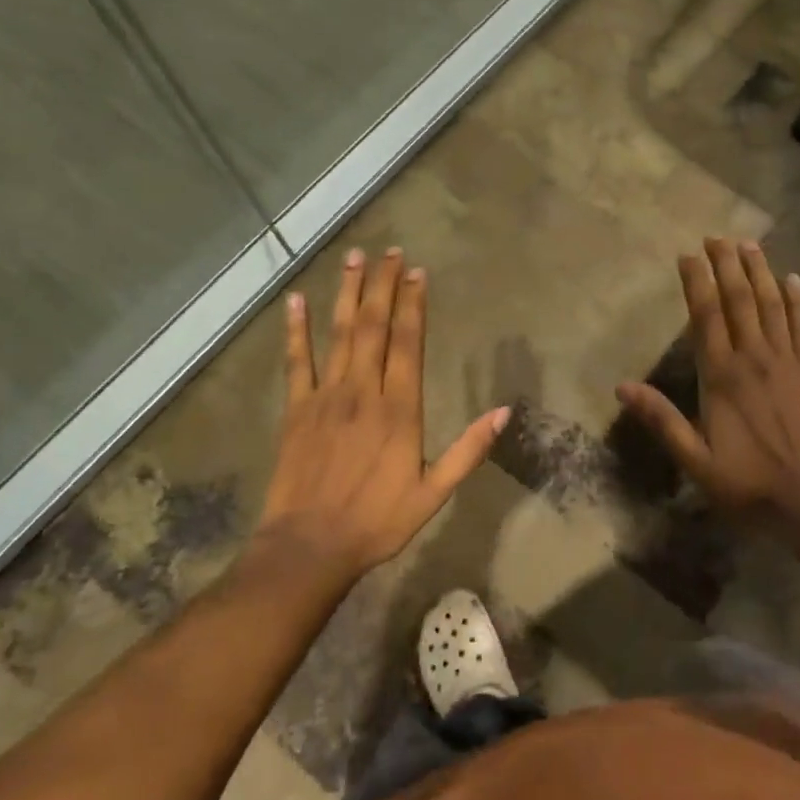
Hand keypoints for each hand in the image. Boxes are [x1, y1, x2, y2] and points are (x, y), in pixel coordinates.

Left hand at [259, 247, 508, 573]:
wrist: (309, 548)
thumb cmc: (377, 521)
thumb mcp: (434, 492)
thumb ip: (468, 450)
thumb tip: (503, 411)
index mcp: (399, 409)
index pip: (409, 343)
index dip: (414, 304)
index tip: (417, 272)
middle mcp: (363, 392)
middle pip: (375, 327)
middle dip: (384, 286)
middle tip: (390, 251)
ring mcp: (326, 397)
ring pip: (339, 334)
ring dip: (348, 294)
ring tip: (354, 258)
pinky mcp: (297, 409)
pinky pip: (296, 362)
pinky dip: (295, 330)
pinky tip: (296, 300)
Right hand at [616, 238, 799, 517]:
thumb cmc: (749, 483)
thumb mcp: (695, 461)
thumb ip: (662, 420)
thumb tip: (622, 387)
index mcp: (721, 376)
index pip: (706, 316)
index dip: (696, 282)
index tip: (688, 255)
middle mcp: (753, 358)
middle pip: (739, 299)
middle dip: (727, 265)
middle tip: (717, 237)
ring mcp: (786, 361)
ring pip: (772, 304)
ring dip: (760, 271)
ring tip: (749, 244)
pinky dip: (797, 300)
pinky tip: (793, 278)